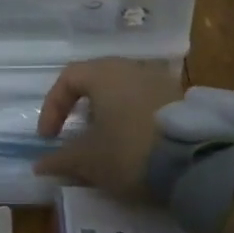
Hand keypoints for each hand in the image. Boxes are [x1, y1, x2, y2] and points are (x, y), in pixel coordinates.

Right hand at [32, 58, 183, 200]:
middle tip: (76, 135)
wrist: (194, 162)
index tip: (49, 138)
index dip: (52, 107)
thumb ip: (60, 159)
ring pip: (125, 91)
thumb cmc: (128, 151)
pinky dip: (133, 119)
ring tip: (106, 143)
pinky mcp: (182, 99)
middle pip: (98, 81)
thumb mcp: (88, 160)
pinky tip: (135, 144)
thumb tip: (39, 165)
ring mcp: (161, 81)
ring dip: (109, 114)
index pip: (68, 78)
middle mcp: (133, 67)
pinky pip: (147, 103)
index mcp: (105, 73)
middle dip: (82, 109)